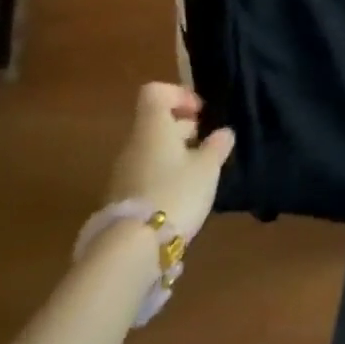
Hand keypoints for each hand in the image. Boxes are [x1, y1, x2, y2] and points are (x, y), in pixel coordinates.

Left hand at [102, 83, 236, 243]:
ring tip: (198, 175)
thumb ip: (217, 146)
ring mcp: (123, 173)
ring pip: (151, 150)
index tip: (200, 113)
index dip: (179, 95)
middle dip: (182, 129)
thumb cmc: (174, 193)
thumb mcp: (207, 169)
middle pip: (155, 122)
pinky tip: (180, 196)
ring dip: (174, 155)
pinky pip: (144, 174)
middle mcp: (134, 144)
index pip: (155, 92)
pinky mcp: (120, 200)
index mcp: (153, 127)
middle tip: (206, 145)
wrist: (130, 250)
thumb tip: (223, 132)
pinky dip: (163, 177)